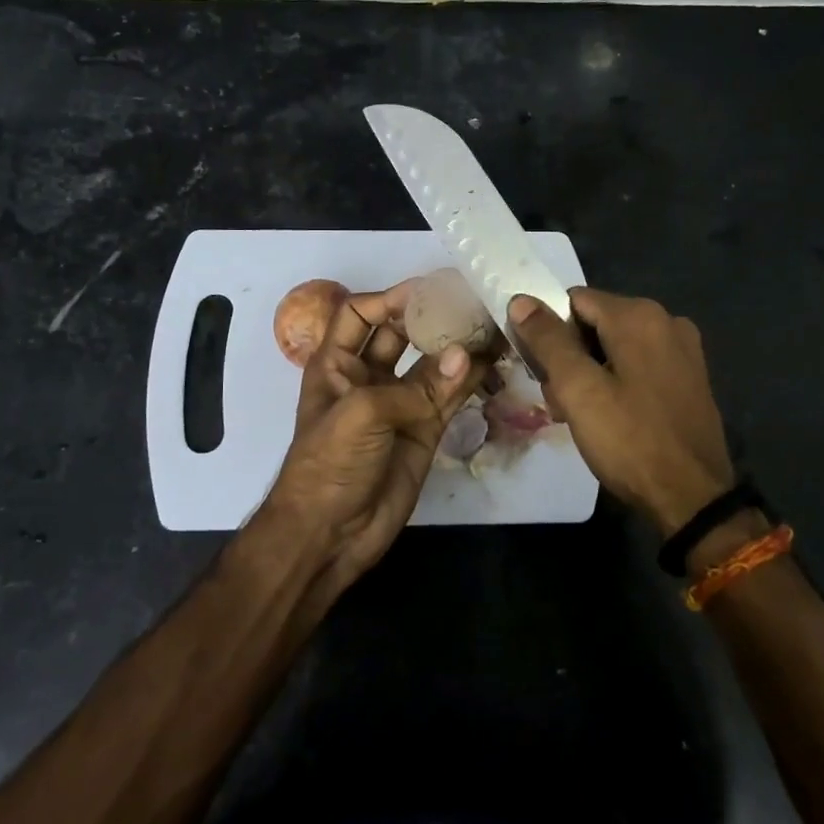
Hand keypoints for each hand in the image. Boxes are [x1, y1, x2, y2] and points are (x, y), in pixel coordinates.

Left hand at [261, 281, 484, 586]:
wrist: (330, 533)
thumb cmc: (330, 464)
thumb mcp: (361, 414)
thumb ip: (416, 386)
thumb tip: (467, 356)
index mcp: (336, 363)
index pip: (360, 314)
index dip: (391, 298)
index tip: (431, 291)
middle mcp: (368, 375)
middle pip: (401, 333)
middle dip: (431, 317)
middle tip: (471, 301)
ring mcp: (399, 403)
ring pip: (432, 363)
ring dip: (457, 345)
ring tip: (492, 325)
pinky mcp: (425, 429)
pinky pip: (450, 395)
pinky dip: (470, 379)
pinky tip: (493, 362)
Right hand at [509, 288, 735, 536]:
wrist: (692, 498)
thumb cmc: (629, 439)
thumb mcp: (578, 389)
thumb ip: (548, 340)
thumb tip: (521, 300)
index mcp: (639, 315)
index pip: (574, 300)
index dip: (547, 330)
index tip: (539, 370)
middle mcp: (666, 320)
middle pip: (595, 322)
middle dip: (568, 356)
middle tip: (557, 400)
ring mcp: (683, 350)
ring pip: (615, 346)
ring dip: (589, 373)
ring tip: (578, 416)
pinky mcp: (690, 378)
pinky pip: (638, 365)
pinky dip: (616, 382)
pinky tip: (609, 417)